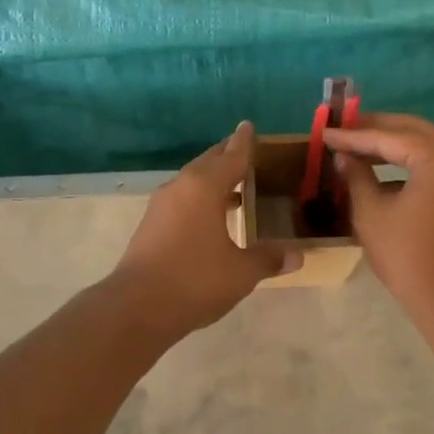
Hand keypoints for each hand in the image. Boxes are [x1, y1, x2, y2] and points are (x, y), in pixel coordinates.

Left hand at [109, 122, 297, 336]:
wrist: (136, 307)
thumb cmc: (195, 280)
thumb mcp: (241, 272)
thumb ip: (268, 258)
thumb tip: (297, 255)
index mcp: (204, 187)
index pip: (231, 156)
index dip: (244, 143)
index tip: (248, 126)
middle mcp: (181, 188)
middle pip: (208, 163)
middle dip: (227, 157)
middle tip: (246, 153)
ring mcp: (161, 207)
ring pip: (192, 182)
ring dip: (213, 181)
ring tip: (236, 187)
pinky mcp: (151, 226)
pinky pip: (182, 200)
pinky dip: (201, 200)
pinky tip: (212, 218)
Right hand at [324, 113, 433, 314]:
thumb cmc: (407, 255)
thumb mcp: (371, 213)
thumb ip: (356, 176)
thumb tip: (344, 156)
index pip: (389, 137)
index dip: (353, 136)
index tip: (325, 133)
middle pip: (413, 131)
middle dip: (376, 128)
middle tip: (343, 127)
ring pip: (426, 146)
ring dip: (393, 144)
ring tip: (358, 145)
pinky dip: (409, 162)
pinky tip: (381, 169)